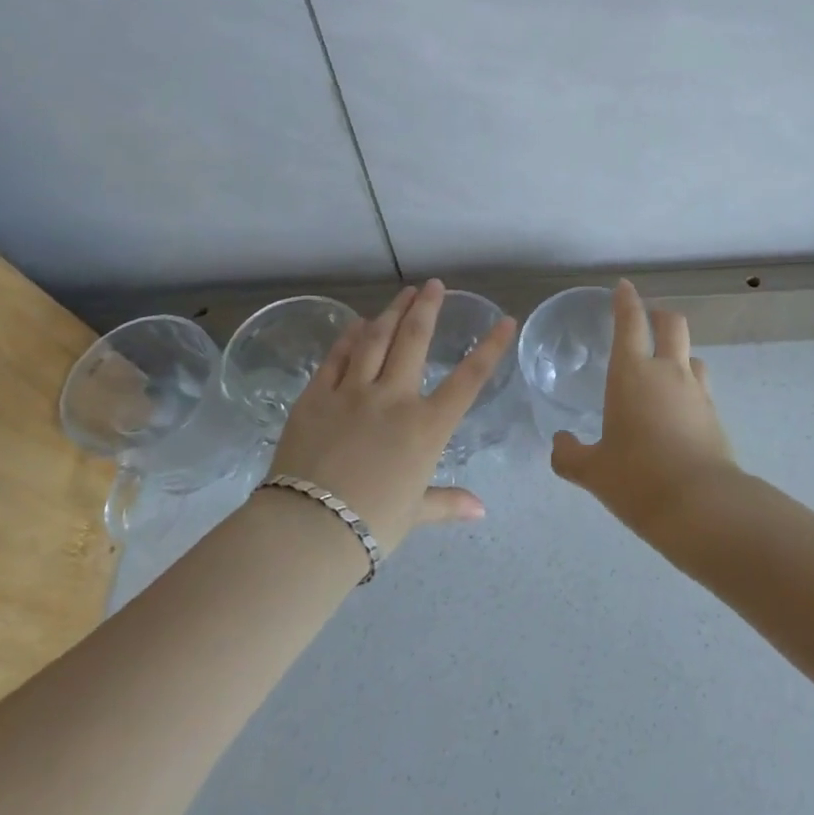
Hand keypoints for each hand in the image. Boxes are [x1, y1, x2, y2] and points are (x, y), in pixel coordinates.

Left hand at [267, 279, 515, 555]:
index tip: (505, 320)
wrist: (308, 529)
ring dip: (391, 313)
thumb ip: (447, 502)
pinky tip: (356, 324)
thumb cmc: (371, 524)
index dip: (490, 347)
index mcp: (426, 426)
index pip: (469, 379)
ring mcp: (352, 393)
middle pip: (414, 340)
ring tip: (403, 294)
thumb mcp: (415, 512)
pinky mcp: (316, 397)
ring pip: (375, 340)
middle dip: (427, 308)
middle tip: (434, 285)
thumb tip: (480, 511)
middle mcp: (394, 398)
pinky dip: (349, 338)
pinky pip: (337, 359)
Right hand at [550, 280, 741, 538]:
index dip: (626, 300)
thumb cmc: (637, 479)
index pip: (630, 323)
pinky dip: (688, 385)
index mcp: (632, 374)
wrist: (701, 505)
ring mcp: (697, 392)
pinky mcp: (715, 415)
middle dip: (659, 315)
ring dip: (679, 351)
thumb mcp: (593, 471)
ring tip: (664, 368)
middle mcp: (668, 372)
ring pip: (692, 354)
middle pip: (672, 324)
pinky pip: (701, 386)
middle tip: (648, 320)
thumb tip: (559, 443)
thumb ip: (570, 455)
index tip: (623, 287)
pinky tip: (678, 408)